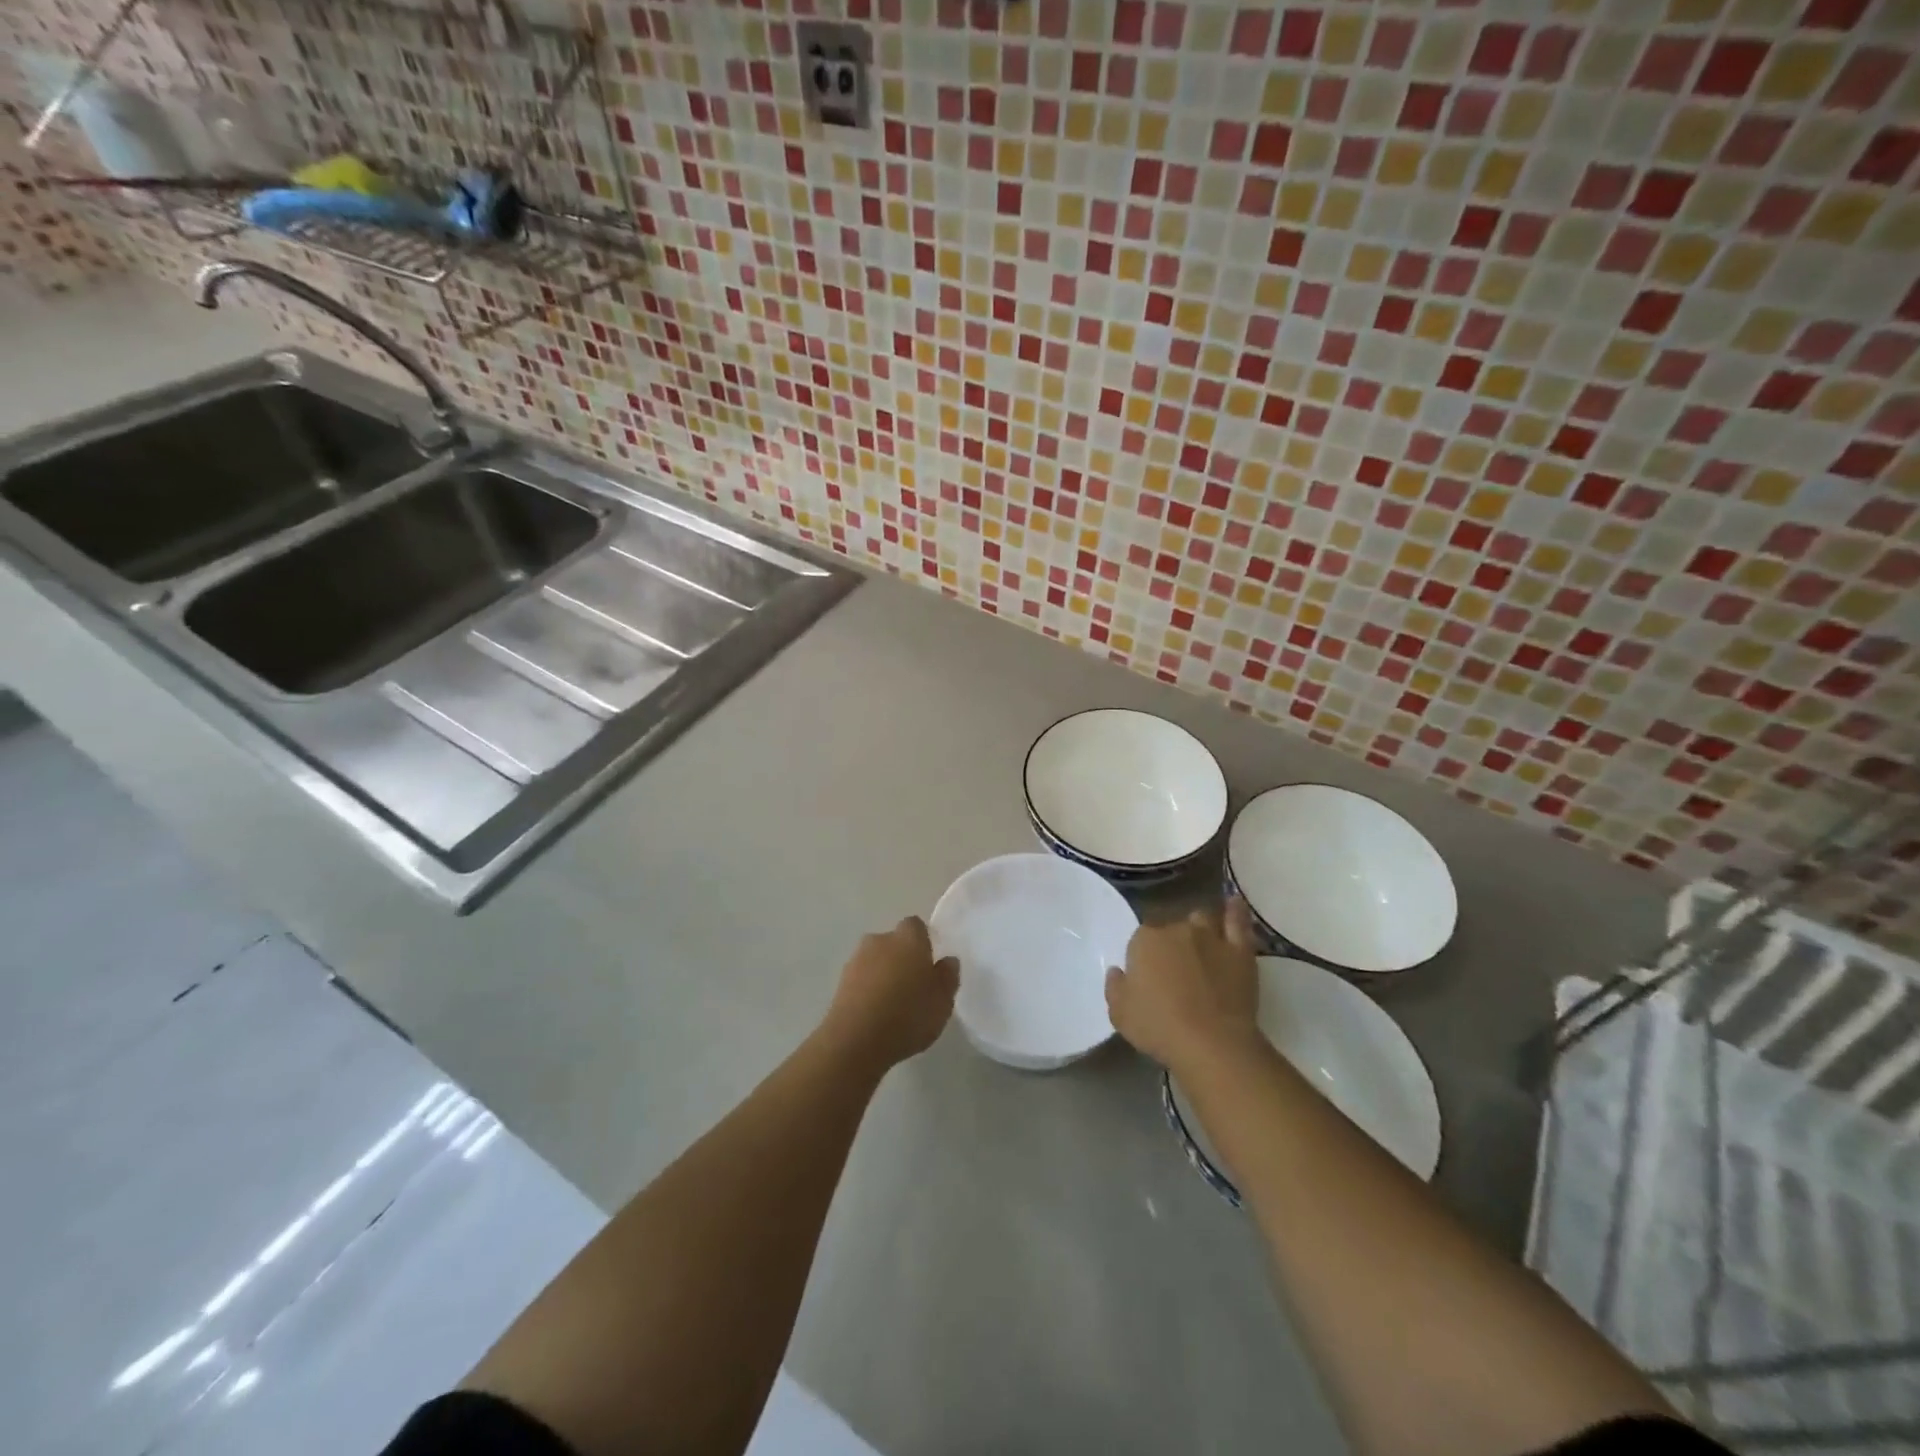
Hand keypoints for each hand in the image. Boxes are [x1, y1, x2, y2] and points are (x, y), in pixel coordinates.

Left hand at [821, 916, 958, 1072]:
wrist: (855, 1040)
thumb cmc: (908, 1016)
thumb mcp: (943, 1002)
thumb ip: (948, 977)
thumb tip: (947, 960)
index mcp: (908, 939)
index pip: (916, 926)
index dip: (923, 941)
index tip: (930, 963)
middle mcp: (880, 940)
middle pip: (894, 942)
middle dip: (902, 957)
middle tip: (914, 986)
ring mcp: (856, 960)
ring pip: (875, 960)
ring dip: (883, 974)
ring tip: (893, 1004)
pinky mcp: (840, 982)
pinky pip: (861, 978)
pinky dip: (868, 989)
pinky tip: (875, 1014)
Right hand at [1106, 898, 1261, 1073]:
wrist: (1211, 1043)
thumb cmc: (1159, 1028)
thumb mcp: (1120, 1014)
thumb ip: (1115, 987)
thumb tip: (1118, 971)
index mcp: (1144, 940)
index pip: (1141, 938)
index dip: (1144, 957)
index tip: (1148, 978)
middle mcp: (1176, 929)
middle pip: (1170, 928)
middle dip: (1170, 945)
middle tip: (1173, 972)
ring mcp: (1210, 936)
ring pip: (1201, 920)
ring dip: (1197, 929)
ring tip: (1200, 949)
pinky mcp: (1239, 950)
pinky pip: (1237, 921)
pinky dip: (1235, 911)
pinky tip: (1233, 903)